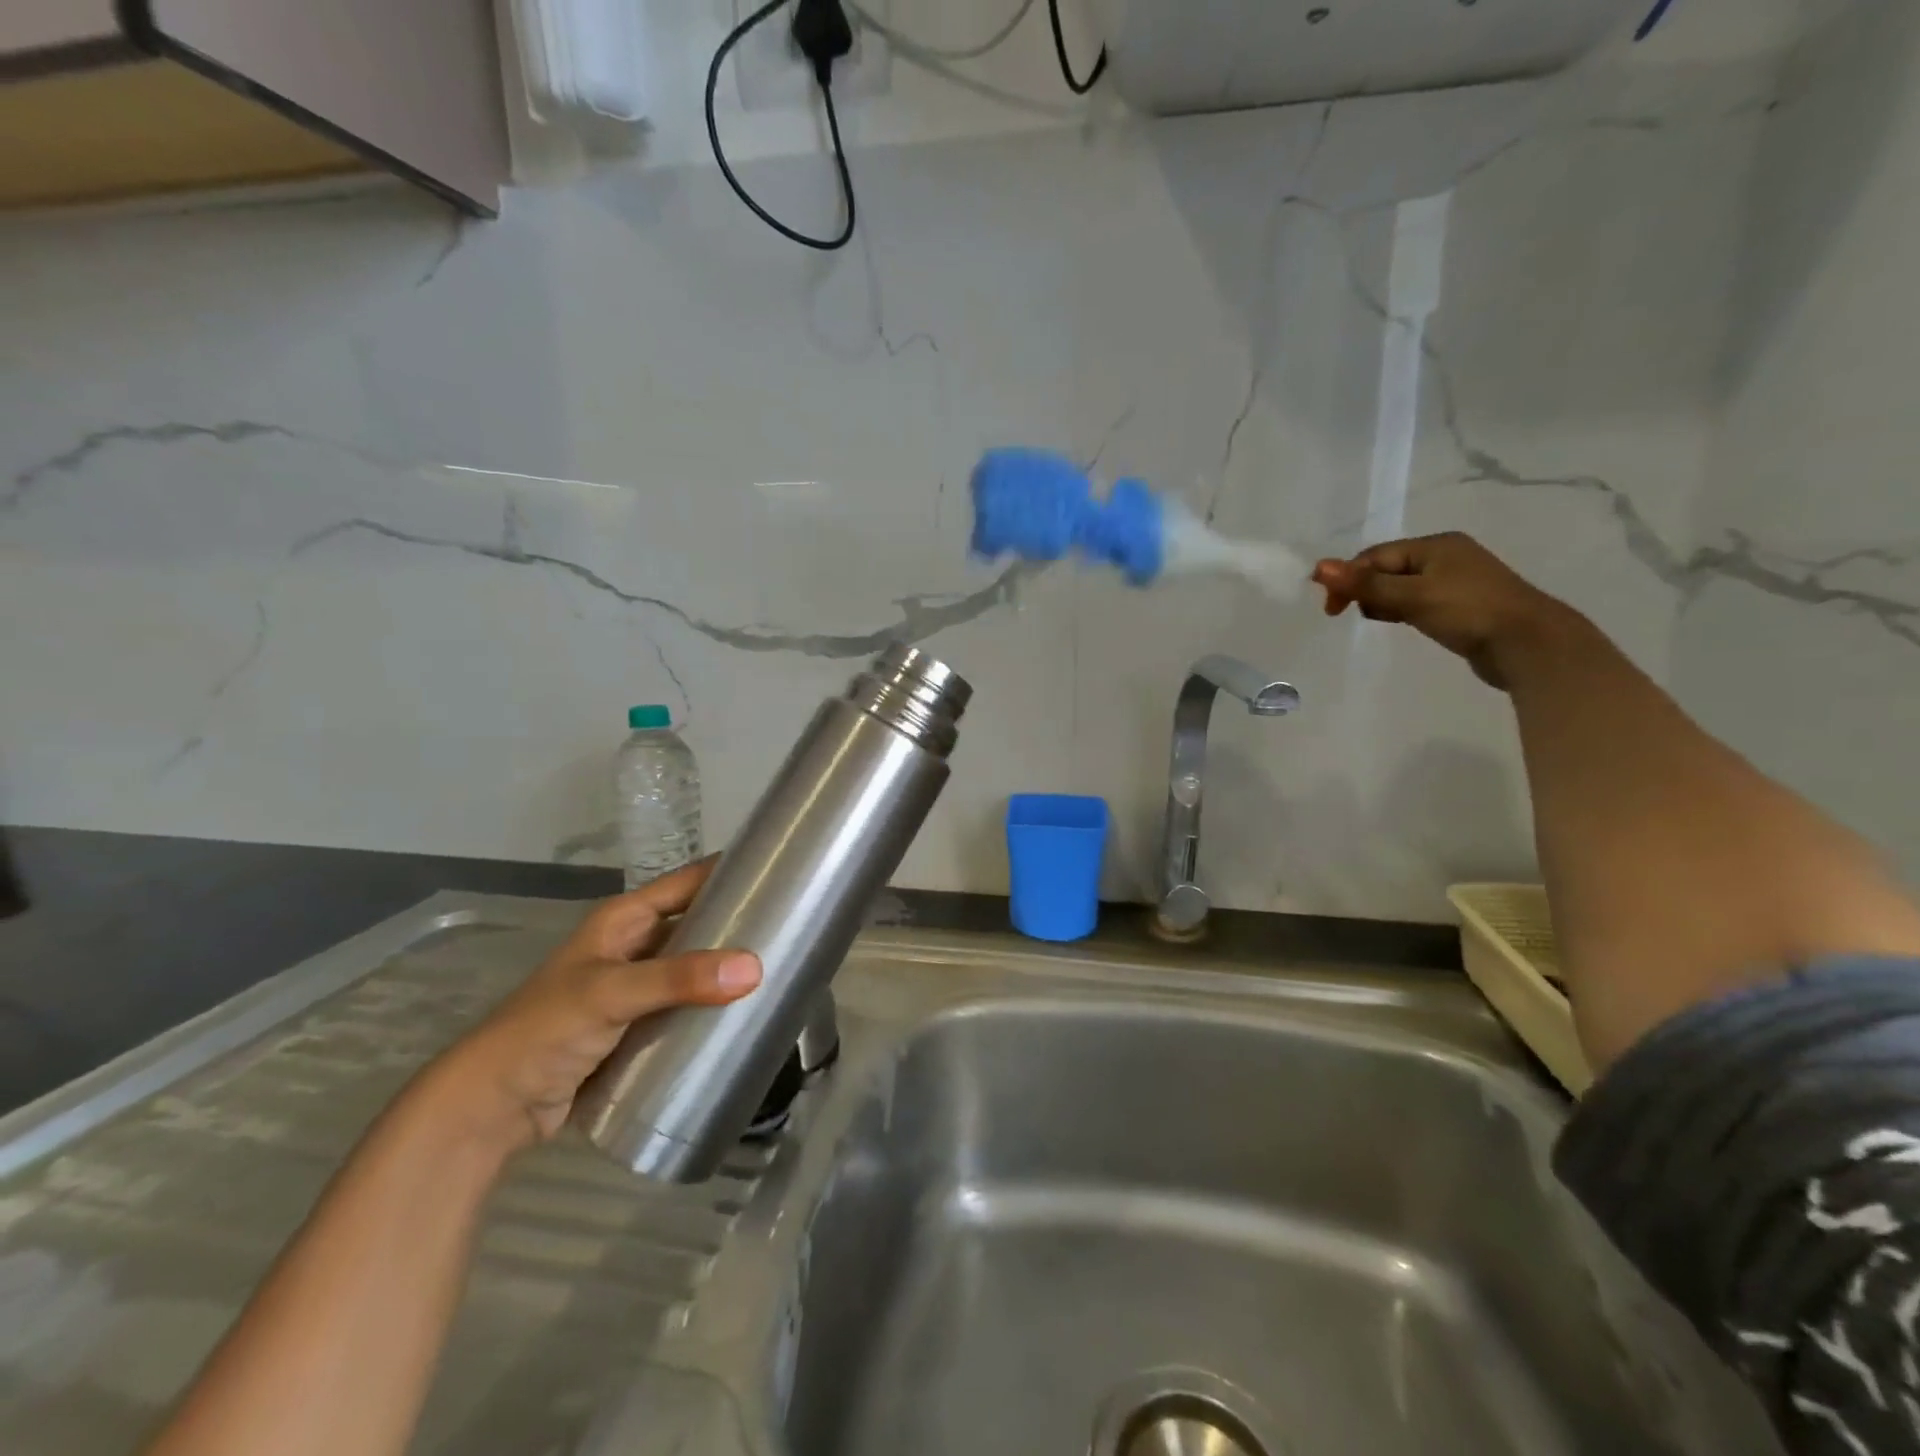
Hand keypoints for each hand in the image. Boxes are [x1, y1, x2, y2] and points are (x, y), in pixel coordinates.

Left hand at [414, 861, 760, 1155]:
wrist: (494, 1106)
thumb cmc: (545, 1030)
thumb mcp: (610, 993)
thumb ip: (678, 979)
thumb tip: (753, 968)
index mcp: (625, 920)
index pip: (689, 881)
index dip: (730, 870)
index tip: (781, 870)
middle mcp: (635, 945)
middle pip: (698, 923)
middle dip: (739, 923)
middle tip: (793, 928)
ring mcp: (638, 987)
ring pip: (696, 966)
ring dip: (729, 968)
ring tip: (783, 969)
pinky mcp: (641, 1025)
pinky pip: (687, 1005)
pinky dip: (714, 1005)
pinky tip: (748, 1012)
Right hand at [1312, 532, 1576, 688]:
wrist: (1529, 644)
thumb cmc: (1468, 612)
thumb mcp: (1411, 596)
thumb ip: (1366, 584)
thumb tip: (1320, 567)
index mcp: (1436, 545)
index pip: (1376, 556)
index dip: (1348, 578)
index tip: (1332, 609)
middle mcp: (1447, 555)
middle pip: (1388, 568)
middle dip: (1365, 589)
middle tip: (1351, 615)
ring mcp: (1457, 580)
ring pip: (1402, 586)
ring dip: (1383, 601)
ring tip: (1381, 620)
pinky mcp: (1462, 604)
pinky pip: (1418, 600)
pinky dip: (1403, 609)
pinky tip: (1404, 623)